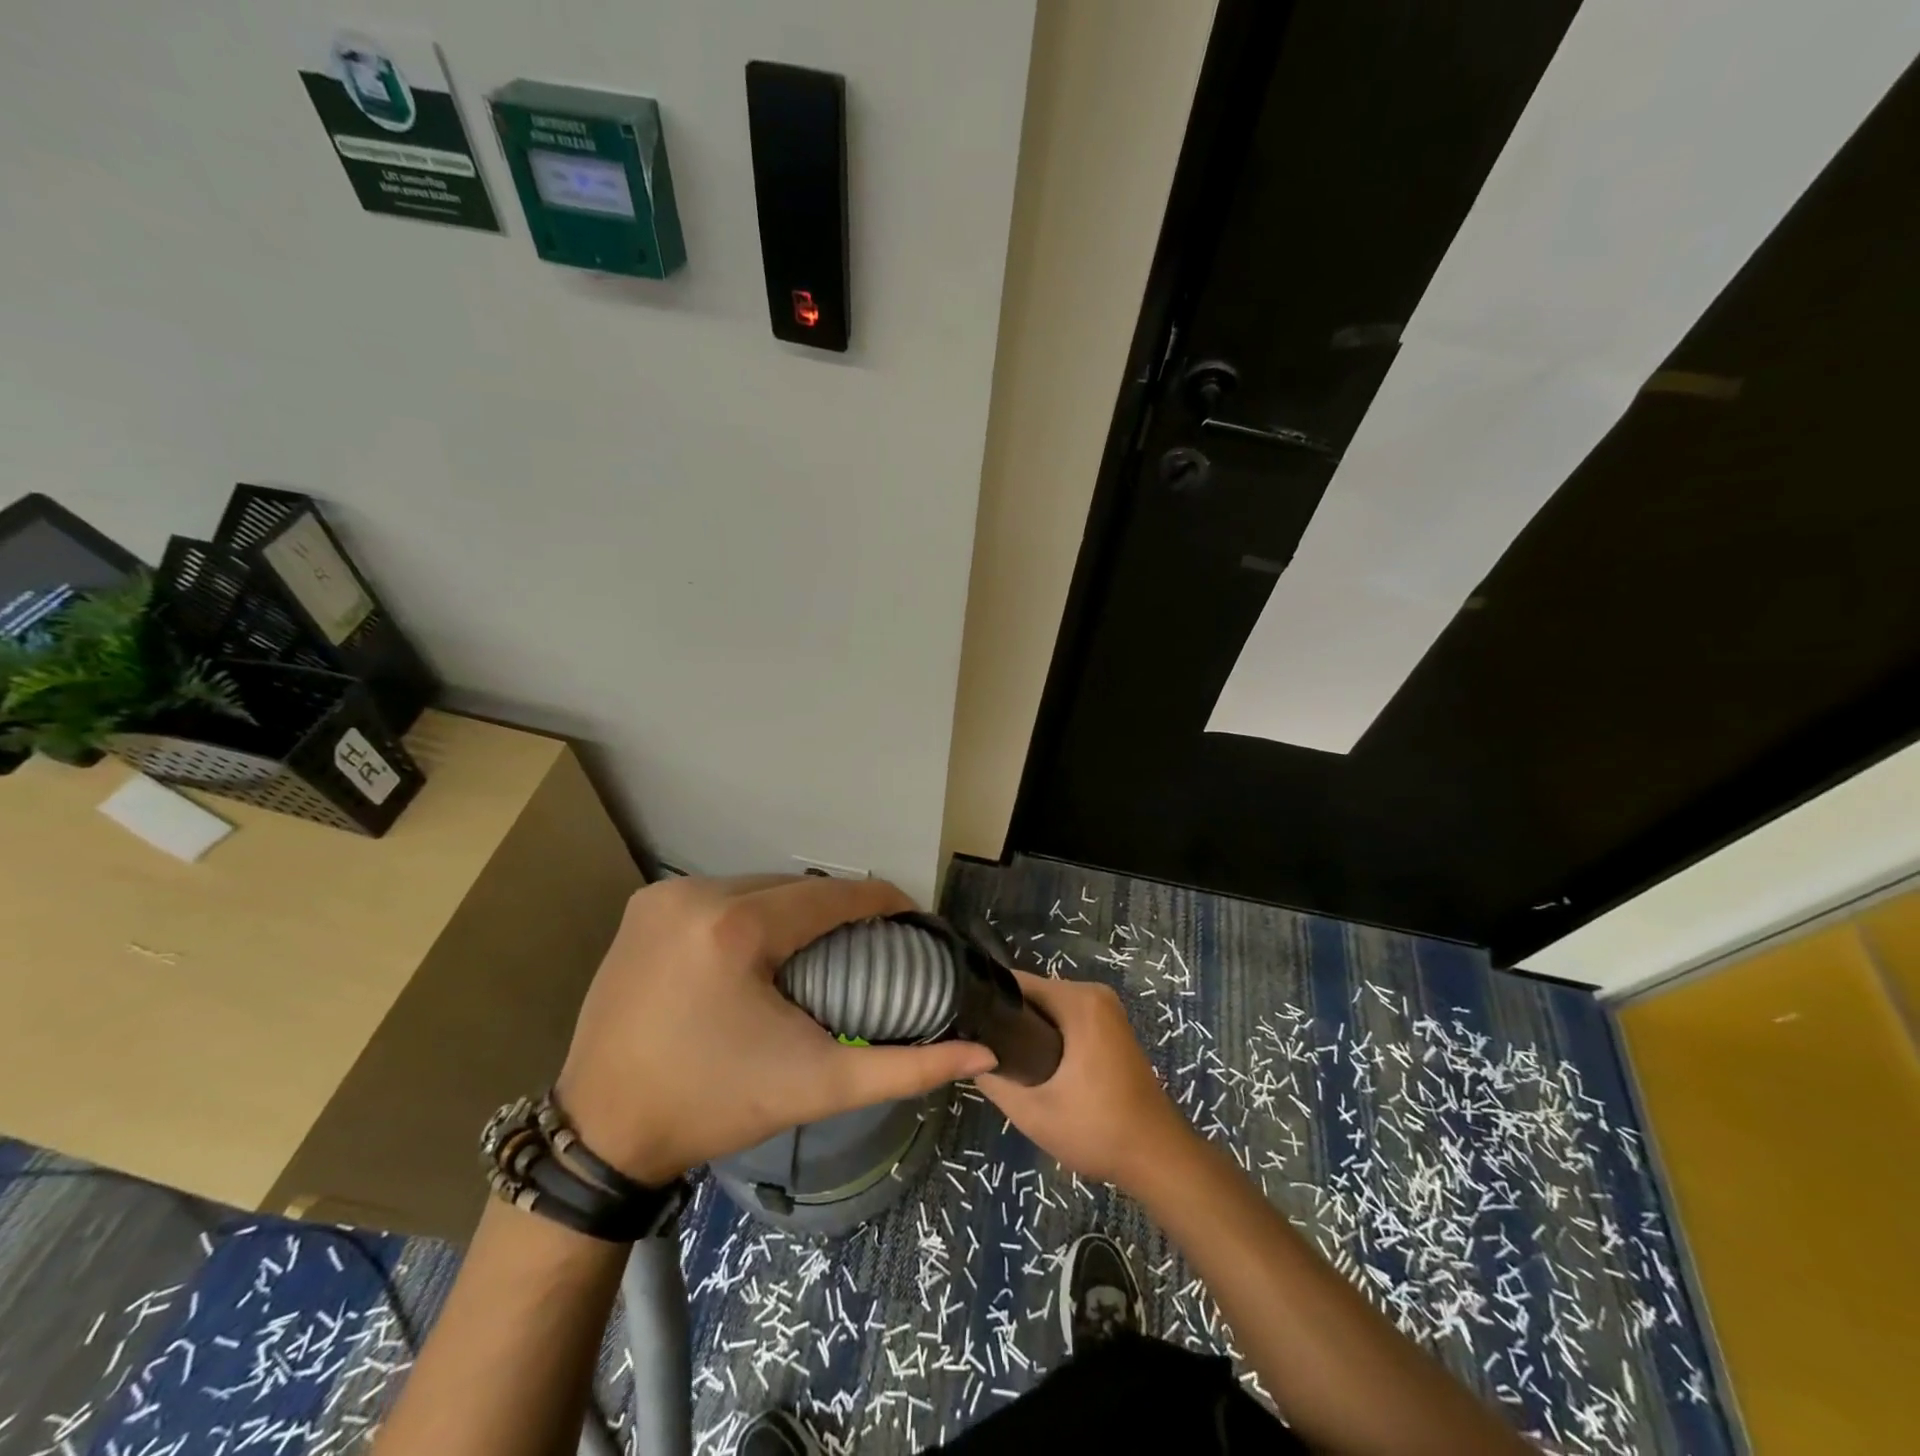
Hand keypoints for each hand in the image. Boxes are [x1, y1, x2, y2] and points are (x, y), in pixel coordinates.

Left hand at [556, 875, 997, 1183]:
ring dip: (795, 908)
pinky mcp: (644, 907)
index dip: (883, 902)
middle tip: (867, 944)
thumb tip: (982, 1055)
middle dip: (838, 909)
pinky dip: (752, 911)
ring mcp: (664, 896)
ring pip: (758, 886)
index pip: (833, 895)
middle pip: (796, 888)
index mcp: (737, 928)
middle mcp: (697, 894)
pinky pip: (721, 894)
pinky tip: (764, 945)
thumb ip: (905, 1069)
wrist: (601, 1134)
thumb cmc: (714, 1106)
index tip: (912, 921)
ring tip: (821, 945)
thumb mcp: (817, 1086)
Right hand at [977, 970, 1196, 1189]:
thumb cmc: (1098, 1130)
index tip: (964, 1027)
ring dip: (1027, 1030)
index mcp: (1079, 1001)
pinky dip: (1048, 1036)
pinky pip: (1067, 1019)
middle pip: (1033, 994)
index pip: (1016, 984)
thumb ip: (993, 1079)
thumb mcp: (1033, 1112)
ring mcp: (1106, 1010)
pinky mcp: (1110, 1027)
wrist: (1158, 1159)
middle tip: (980, 1052)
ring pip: (1049, 1009)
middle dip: (1007, 1020)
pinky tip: (1032, 1064)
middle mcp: (1094, 994)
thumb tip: (967, 1056)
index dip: (986, 1002)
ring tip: (1001, 1060)